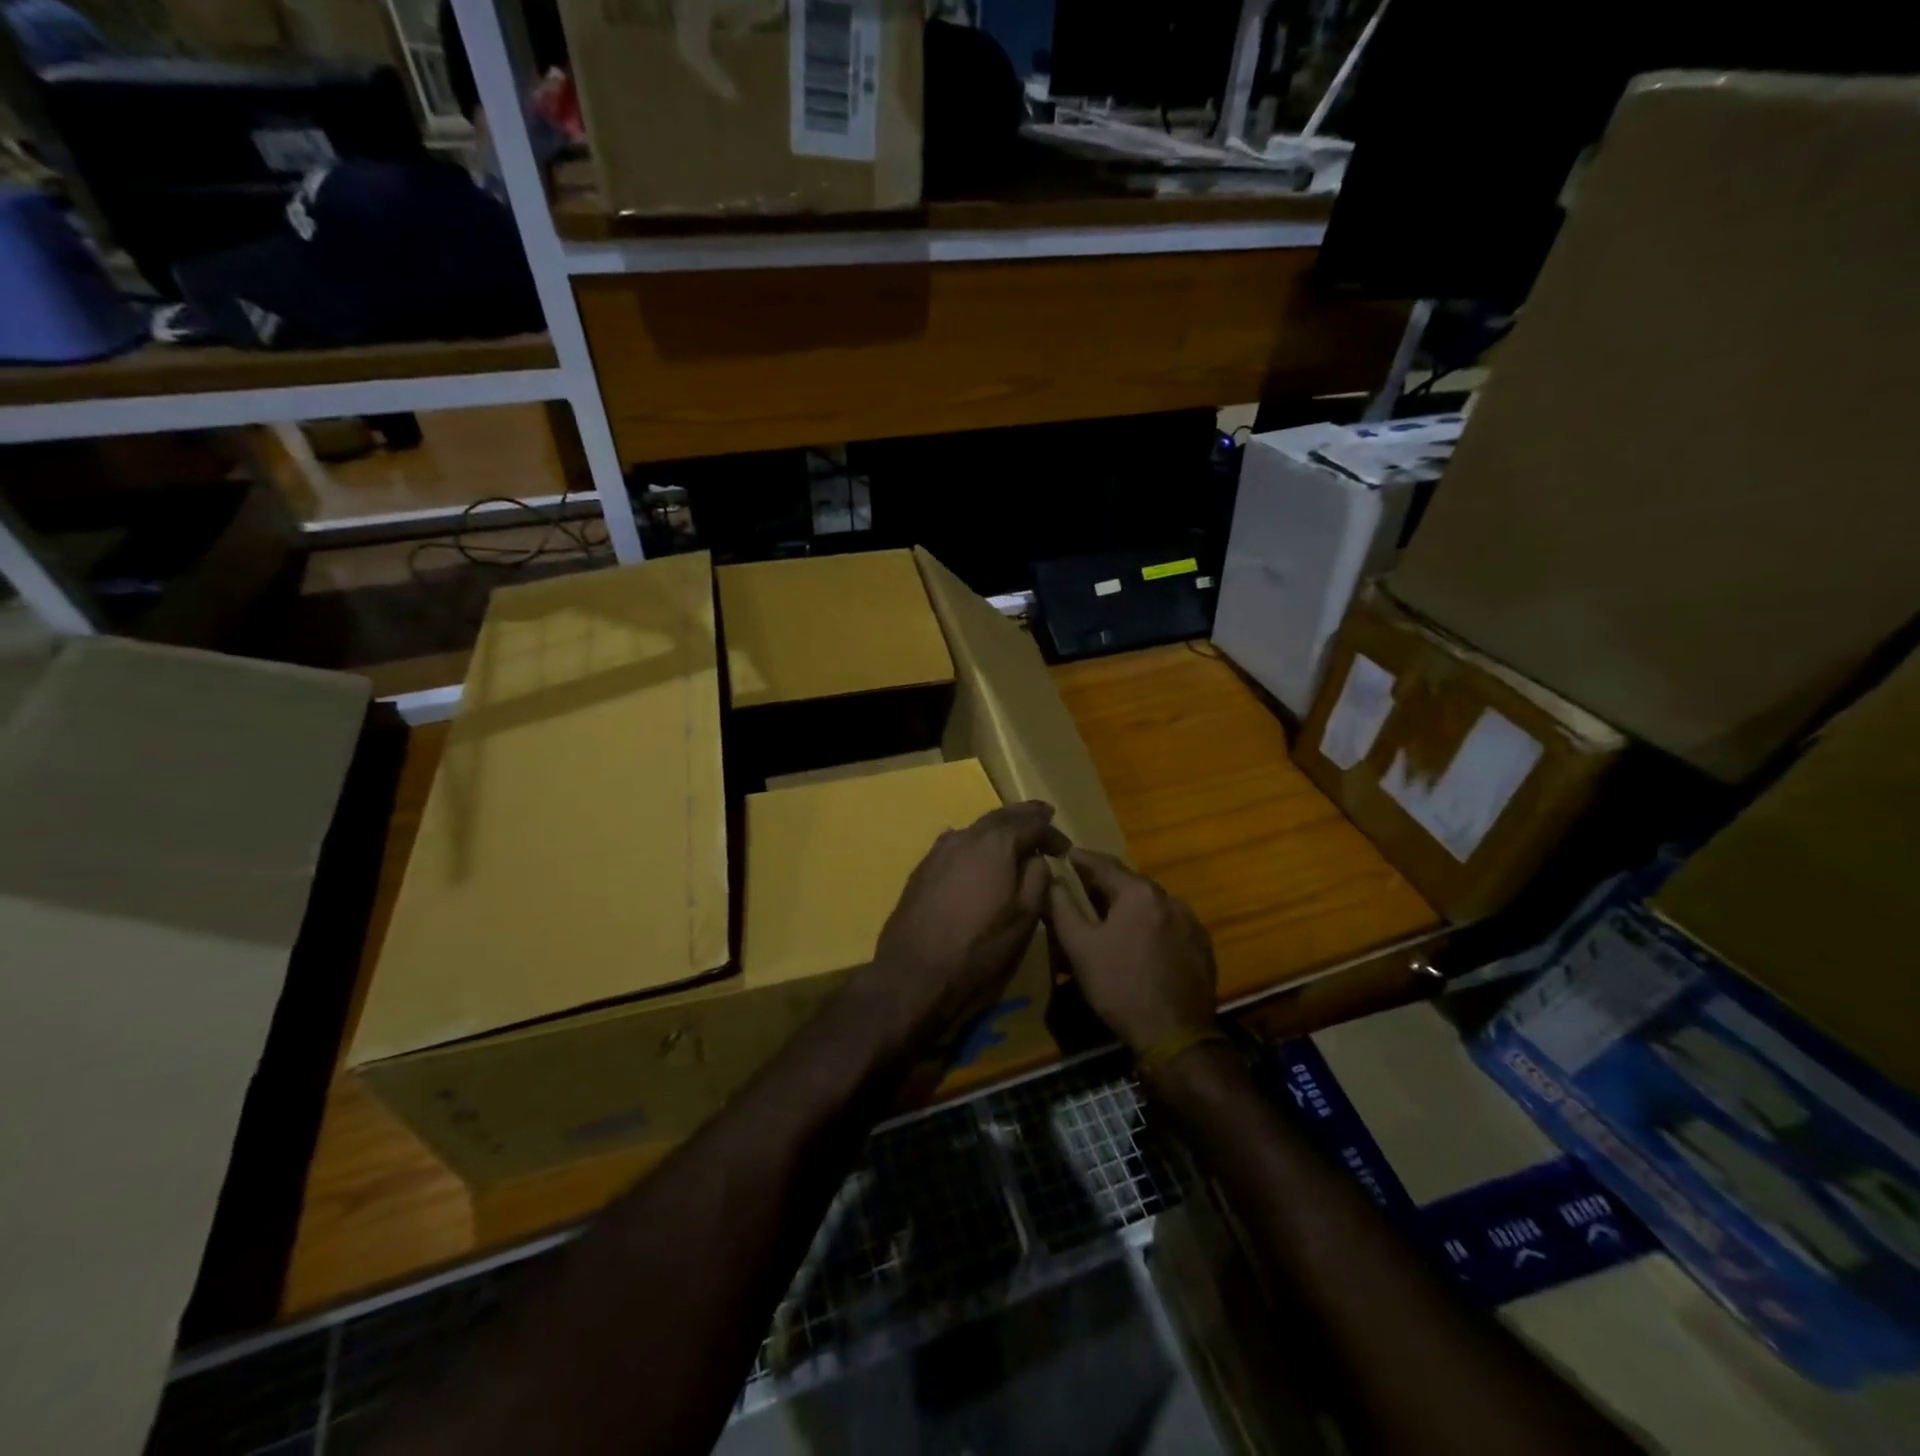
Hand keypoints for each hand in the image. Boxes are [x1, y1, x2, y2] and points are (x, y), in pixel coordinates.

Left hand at [854, 801, 1068, 1054]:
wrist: (915, 969)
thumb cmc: (979, 946)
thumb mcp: (1024, 917)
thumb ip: (1037, 879)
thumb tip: (1036, 859)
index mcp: (996, 844)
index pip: (1031, 824)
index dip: (1051, 833)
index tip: (1065, 848)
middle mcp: (967, 836)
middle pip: (1001, 817)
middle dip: (1024, 816)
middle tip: (1043, 815)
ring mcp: (940, 850)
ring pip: (976, 828)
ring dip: (998, 827)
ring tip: (1014, 834)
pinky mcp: (923, 867)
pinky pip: (956, 842)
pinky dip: (975, 841)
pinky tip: (976, 850)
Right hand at [1044, 850, 1217, 1058]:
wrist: (1175, 1035)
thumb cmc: (1120, 986)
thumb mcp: (1080, 947)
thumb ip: (1061, 906)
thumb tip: (1051, 878)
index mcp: (1139, 893)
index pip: (1103, 864)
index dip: (1081, 859)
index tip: (1064, 853)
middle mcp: (1169, 898)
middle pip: (1130, 882)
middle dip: (1104, 882)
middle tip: (1081, 885)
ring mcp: (1190, 921)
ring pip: (1151, 903)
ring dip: (1128, 904)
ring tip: (1109, 915)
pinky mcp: (1202, 944)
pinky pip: (1168, 923)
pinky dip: (1149, 923)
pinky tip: (1138, 940)